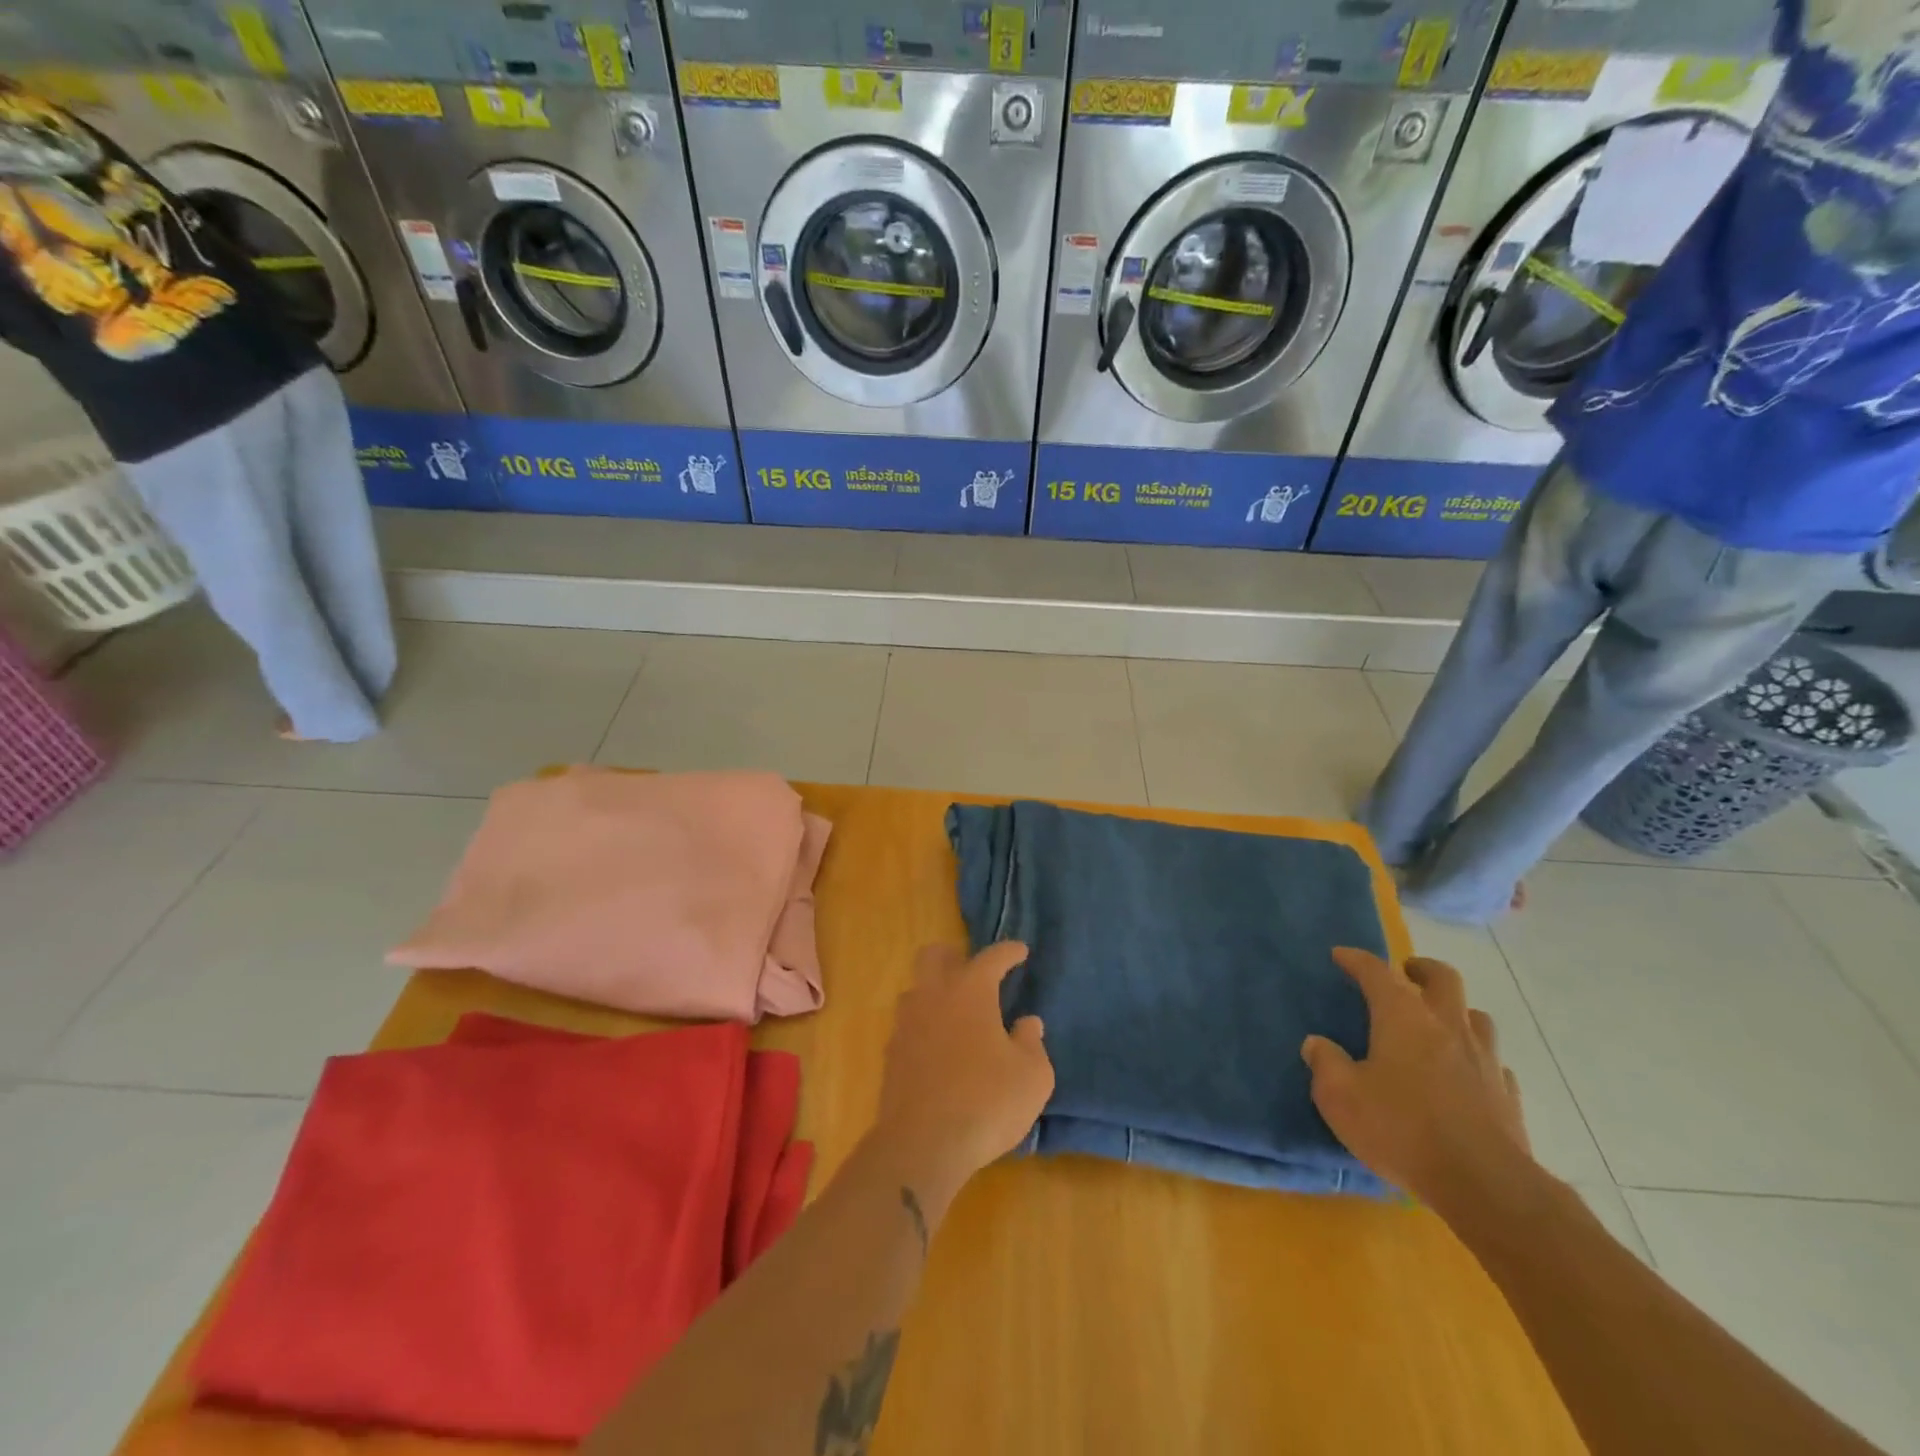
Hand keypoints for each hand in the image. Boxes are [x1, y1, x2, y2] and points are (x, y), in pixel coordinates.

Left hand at [870, 942, 1054, 1215]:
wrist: (922, 1144)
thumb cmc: (987, 1102)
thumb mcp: (1032, 1076)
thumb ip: (1032, 1043)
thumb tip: (1028, 1023)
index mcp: (970, 991)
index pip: (991, 957)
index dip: (1008, 952)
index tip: (1021, 951)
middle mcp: (933, 996)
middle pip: (934, 955)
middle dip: (954, 955)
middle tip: (975, 972)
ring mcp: (907, 1024)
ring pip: (916, 989)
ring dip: (935, 991)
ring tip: (956, 1012)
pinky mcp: (891, 1054)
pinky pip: (908, 1025)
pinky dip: (924, 1027)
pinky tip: (939, 1048)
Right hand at [1302, 948, 1530, 1209]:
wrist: (1485, 1185)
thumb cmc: (1401, 1129)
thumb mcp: (1340, 1097)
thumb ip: (1325, 1064)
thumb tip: (1316, 1043)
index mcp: (1403, 1017)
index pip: (1376, 972)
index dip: (1357, 959)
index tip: (1340, 955)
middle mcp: (1447, 1026)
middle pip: (1443, 978)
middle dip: (1422, 969)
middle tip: (1406, 973)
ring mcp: (1484, 1059)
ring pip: (1476, 1016)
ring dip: (1456, 1011)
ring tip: (1438, 1023)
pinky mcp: (1507, 1095)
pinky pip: (1493, 1061)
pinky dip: (1476, 1057)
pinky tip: (1466, 1074)